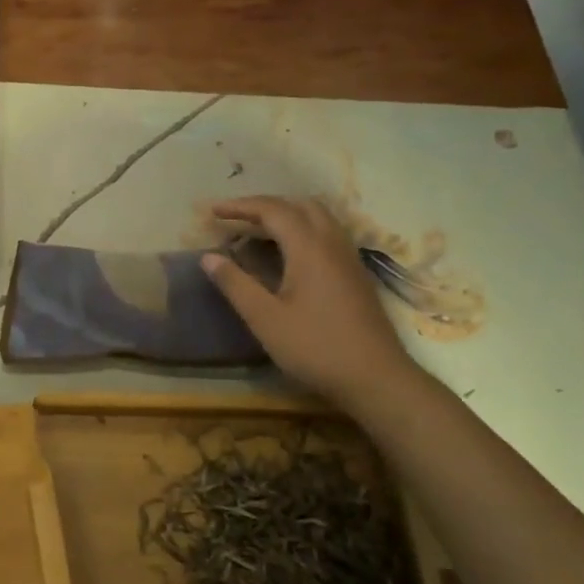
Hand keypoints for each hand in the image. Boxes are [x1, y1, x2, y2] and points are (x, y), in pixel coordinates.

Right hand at [202, 196, 415, 410]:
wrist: (376, 378)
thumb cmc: (315, 347)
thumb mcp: (265, 318)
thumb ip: (235, 284)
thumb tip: (208, 257)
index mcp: (309, 248)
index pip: (272, 210)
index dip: (240, 206)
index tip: (212, 211)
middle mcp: (332, 243)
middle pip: (299, 205)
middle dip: (265, 206)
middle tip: (236, 219)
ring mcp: (349, 258)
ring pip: (318, 217)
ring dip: (286, 215)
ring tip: (259, 231)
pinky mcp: (355, 274)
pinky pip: (327, 234)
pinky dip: (302, 230)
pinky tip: (288, 254)